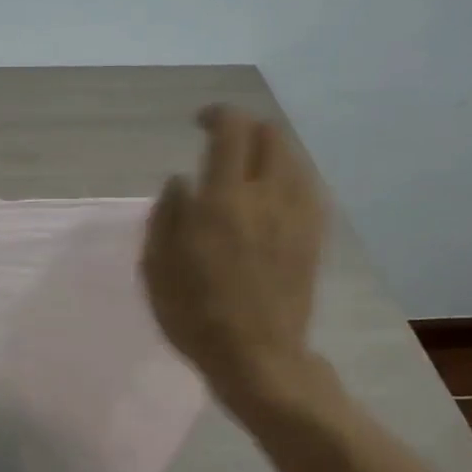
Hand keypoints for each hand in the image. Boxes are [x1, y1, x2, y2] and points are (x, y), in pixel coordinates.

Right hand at [140, 106, 327, 396]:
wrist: (257, 356)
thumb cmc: (195, 315)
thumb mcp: (158, 267)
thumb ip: (166, 215)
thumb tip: (180, 181)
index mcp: (223, 200)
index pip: (231, 131)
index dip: (217, 115)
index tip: (200, 123)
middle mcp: (267, 196)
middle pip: (269, 135)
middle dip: (245, 128)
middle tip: (222, 144)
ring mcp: (297, 214)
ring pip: (292, 158)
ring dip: (267, 151)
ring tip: (246, 170)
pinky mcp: (314, 235)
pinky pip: (305, 186)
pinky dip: (286, 177)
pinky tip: (270, 197)